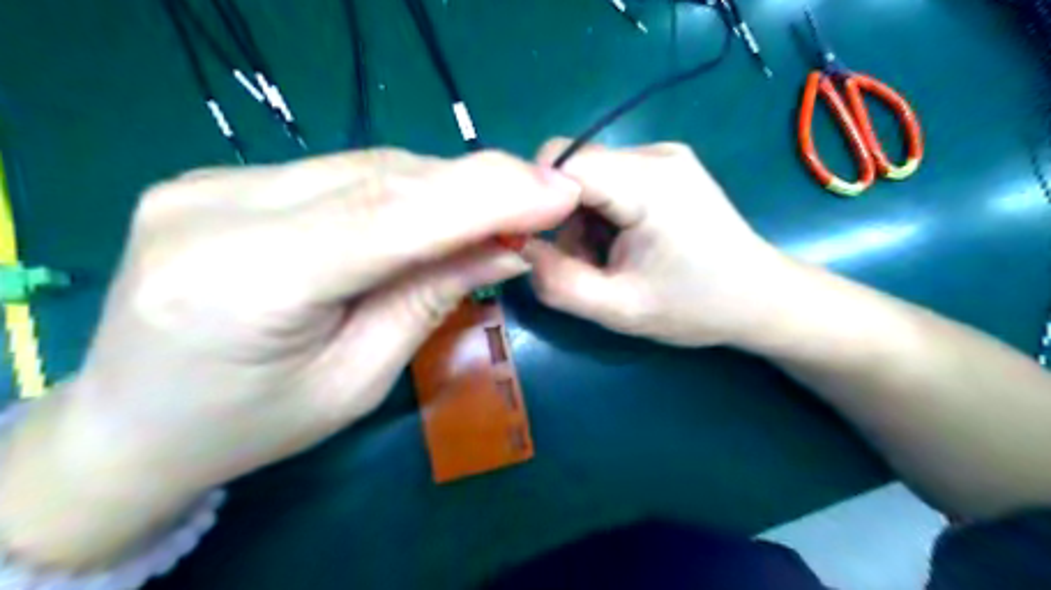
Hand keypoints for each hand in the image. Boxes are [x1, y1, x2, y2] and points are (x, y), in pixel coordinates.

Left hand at [0, 148, 582, 565]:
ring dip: (443, 188)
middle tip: (542, 199)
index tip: (558, 191)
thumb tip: (504, 247)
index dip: (484, 197)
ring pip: (367, 167)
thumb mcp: (357, 381)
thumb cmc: (253, 425)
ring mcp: (212, 181)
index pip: (389, 217)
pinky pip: (341, 173)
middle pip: (381, 180)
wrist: (135, 422)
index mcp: (243, 281)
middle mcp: (217, 210)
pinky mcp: (222, 177)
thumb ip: (428, 299)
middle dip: (475, 187)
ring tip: (494, 213)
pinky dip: (403, 189)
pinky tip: (433, 210)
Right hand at [526, 140, 788, 348]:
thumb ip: (559, 282)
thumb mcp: (620, 309)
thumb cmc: (697, 307)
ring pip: (588, 177)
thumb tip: (520, 249)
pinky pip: (609, 181)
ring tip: (607, 261)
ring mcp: (663, 156)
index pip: (562, 162)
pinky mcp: (666, 168)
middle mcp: (655, 154)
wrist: (760, 298)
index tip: (534, 243)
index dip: (534, 200)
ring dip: (581, 220)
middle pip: (573, 167)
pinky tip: (622, 245)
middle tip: (581, 263)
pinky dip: (601, 215)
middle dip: (562, 217)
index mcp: (649, 182)